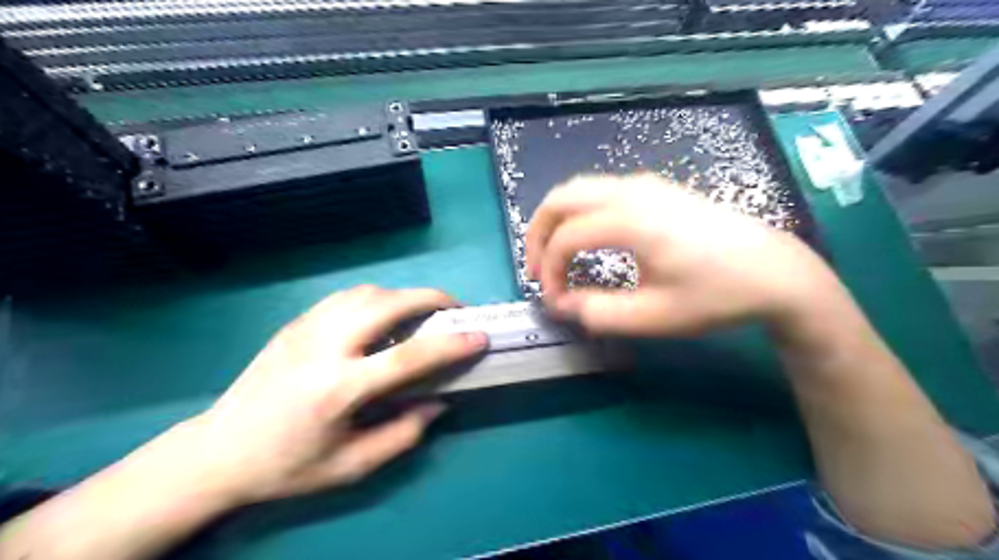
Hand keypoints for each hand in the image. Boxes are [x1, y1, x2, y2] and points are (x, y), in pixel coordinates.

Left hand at [172, 284, 489, 506]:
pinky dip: (375, 298)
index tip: (479, 336)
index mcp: (338, 388)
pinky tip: (383, 316)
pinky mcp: (295, 324)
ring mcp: (305, 329)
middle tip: (455, 309)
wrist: (218, 451)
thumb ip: (402, 434)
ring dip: (402, 296)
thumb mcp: (351, 466)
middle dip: (430, 298)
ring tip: (421, 312)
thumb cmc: (287, 466)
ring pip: (366, 293)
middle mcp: (323, 348)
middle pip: (387, 304)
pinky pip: (345, 298)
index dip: (450, 344)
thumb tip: (438, 402)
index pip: (408, 356)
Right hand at [525, 173, 836, 335]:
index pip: (565, 239)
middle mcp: (631, 191)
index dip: (549, 271)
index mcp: (630, 220)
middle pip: (561, 198)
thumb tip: (562, 305)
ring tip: (555, 256)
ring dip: (557, 221)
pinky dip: (579, 213)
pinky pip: (600, 191)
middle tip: (537, 269)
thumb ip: (599, 313)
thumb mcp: (655, 316)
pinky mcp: (656, 189)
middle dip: (538, 234)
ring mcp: (645, 185)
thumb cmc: (717, 295)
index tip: (555, 301)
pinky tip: (587, 239)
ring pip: (578, 190)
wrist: (775, 271)